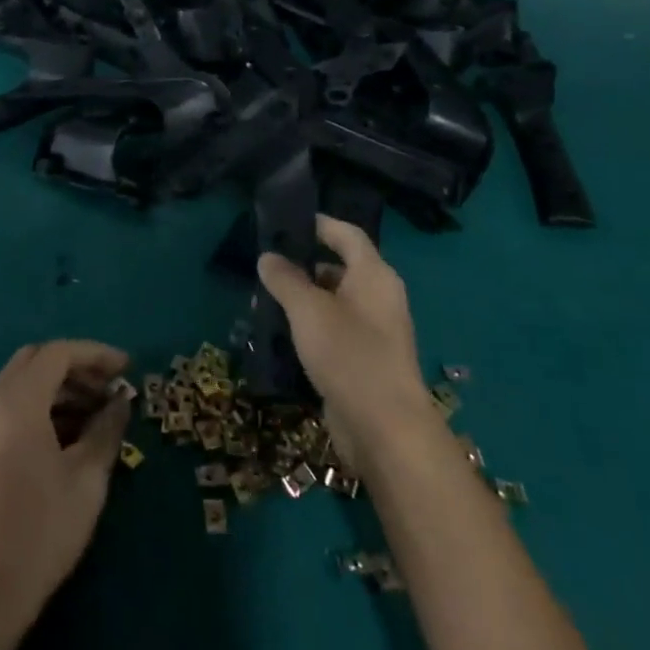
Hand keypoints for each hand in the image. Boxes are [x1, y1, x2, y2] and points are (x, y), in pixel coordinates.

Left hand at [0, 341, 132, 649]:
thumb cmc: (39, 534)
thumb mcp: (87, 480)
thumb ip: (106, 429)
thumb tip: (120, 402)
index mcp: (14, 403)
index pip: (57, 353)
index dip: (96, 354)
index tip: (128, 368)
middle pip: (34, 361)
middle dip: (76, 368)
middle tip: (111, 388)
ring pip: (20, 385)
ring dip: (58, 389)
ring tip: (97, 415)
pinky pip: (8, 409)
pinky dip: (39, 408)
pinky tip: (68, 437)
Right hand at [258, 216, 431, 464]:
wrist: (385, 427)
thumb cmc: (348, 354)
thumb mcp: (308, 310)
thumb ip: (285, 279)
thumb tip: (268, 257)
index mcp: (374, 275)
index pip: (347, 234)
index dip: (319, 224)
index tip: (286, 222)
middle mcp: (379, 297)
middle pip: (340, 267)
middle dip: (303, 265)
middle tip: (266, 266)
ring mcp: (375, 331)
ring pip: (334, 302)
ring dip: (303, 298)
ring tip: (265, 300)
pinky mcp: (365, 360)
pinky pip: (335, 330)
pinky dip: (311, 326)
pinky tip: (282, 335)